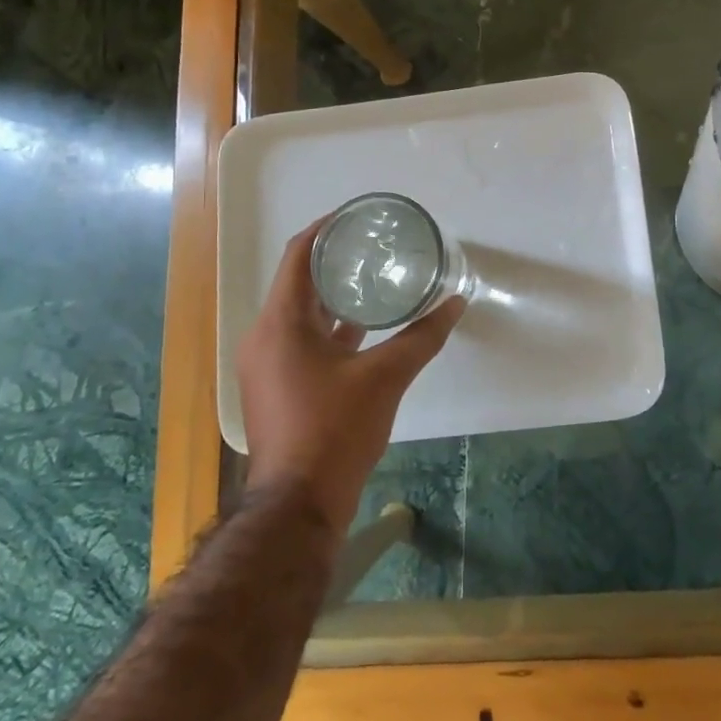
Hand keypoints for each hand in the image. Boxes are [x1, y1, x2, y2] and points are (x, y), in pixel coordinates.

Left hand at [236, 220, 464, 535]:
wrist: (299, 504)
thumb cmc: (335, 430)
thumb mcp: (385, 377)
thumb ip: (422, 336)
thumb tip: (455, 302)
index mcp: (281, 323)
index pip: (300, 255)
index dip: (326, 228)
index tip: (357, 215)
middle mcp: (265, 336)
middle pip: (299, 281)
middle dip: (336, 260)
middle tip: (375, 245)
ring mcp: (267, 364)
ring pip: (302, 313)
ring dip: (334, 296)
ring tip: (374, 279)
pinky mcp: (277, 386)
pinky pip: (302, 340)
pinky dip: (331, 327)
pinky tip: (366, 329)